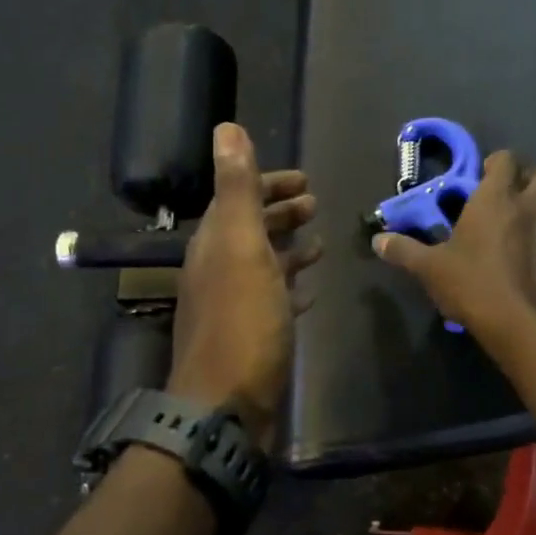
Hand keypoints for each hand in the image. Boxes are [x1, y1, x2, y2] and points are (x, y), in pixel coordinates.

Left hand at [166, 123, 320, 448]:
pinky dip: (290, 286)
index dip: (267, 184)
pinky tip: (310, 289)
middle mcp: (218, 271)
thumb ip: (238, 189)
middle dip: (280, 213)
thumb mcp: (241, 248)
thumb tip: (226, 127)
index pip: (237, 199)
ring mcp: (234, 306)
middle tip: (315, 203)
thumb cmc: (241, 323)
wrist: (226, 407)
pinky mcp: (251, 337)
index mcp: (214, 245)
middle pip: (250, 230)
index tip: (303, 179)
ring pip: (262, 264)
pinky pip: (272, 299)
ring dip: (288, 248)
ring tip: (321, 241)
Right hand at [372, 151, 535, 340]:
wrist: (519, 325)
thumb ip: (404, 250)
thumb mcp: (429, 269)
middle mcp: (532, 205)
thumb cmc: (471, 286)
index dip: (496, 164)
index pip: (505, 159)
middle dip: (534, 179)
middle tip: (516, 198)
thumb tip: (378, 241)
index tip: (484, 179)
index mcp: (496, 198)